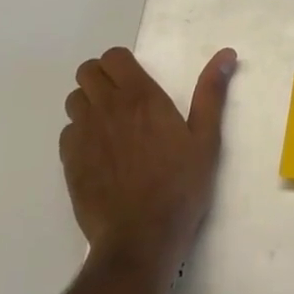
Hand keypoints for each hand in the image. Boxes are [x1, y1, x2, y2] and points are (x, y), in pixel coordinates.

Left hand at [60, 45, 237, 270]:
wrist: (140, 239)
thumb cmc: (179, 187)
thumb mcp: (206, 139)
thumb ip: (211, 93)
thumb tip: (226, 53)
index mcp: (140, 97)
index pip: (113, 57)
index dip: (122, 63)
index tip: (136, 79)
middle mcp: (107, 108)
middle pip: (87, 72)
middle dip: (101, 77)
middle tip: (121, 98)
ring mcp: (84, 135)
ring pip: (74, 100)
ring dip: (88, 104)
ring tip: (110, 125)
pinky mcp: (69, 162)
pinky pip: (67, 133)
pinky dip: (79, 134)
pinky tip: (98, 153)